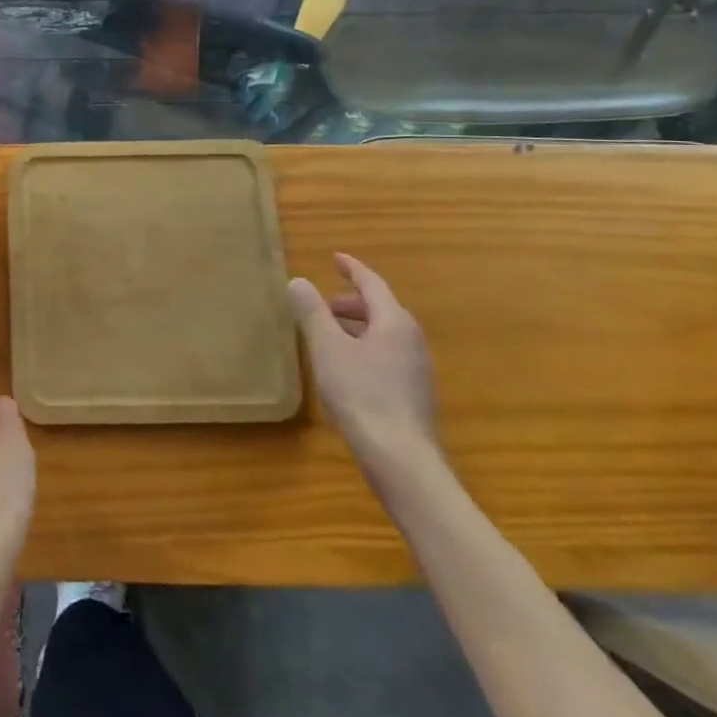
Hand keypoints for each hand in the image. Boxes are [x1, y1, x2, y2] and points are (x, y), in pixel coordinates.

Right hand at [289, 254, 441, 482]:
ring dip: (358, 327)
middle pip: (381, 309)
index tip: (335, 258)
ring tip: (329, 335)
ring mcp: (418, 369)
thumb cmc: (361, 394)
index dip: (353, 269)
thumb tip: (299, 281)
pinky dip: (366, 348)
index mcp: (394, 322)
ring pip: (385, 334)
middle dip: (352, 302)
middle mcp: (412, 340)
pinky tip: (346, 369)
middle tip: (323, 304)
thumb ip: (312, 312)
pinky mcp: (415, 394)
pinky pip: (388, 356)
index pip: (373, 284)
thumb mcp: (327, 348)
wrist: (400, 458)